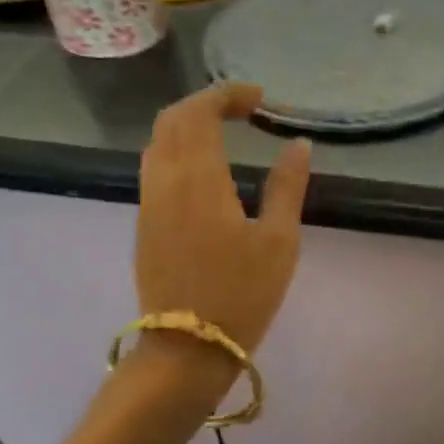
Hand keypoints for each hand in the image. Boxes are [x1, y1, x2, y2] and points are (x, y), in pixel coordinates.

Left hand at [134, 83, 309, 369]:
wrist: (187, 348)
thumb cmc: (241, 293)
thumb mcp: (279, 240)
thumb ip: (288, 186)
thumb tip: (299, 144)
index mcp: (199, 179)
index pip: (199, 113)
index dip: (226, 95)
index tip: (259, 99)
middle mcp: (165, 181)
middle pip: (172, 120)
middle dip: (205, 104)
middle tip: (244, 109)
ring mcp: (149, 202)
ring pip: (158, 142)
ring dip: (188, 125)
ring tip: (225, 132)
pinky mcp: (144, 223)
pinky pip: (154, 167)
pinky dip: (178, 149)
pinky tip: (206, 167)